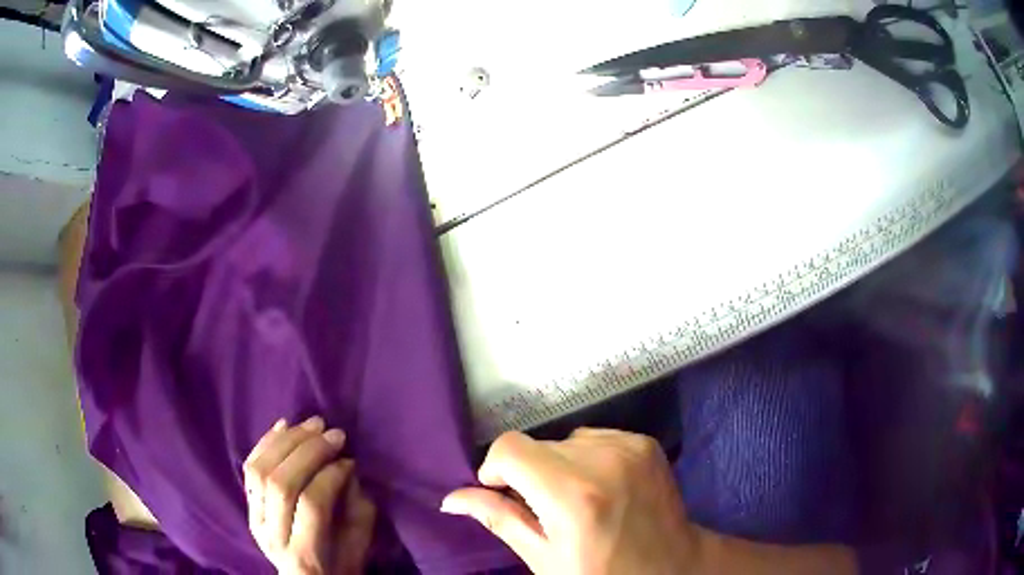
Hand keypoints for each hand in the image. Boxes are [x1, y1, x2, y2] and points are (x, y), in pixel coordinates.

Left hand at [244, 417, 376, 574]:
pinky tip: (285, 425)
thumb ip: (357, 511)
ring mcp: (254, 519)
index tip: (351, 461)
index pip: (312, 504)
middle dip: (309, 452)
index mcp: (305, 555)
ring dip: (287, 441)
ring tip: (312, 425)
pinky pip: (250, 467)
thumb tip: (346, 469)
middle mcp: (272, 536)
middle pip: (281, 483)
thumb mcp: (359, 549)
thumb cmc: (339, 568)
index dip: (331, 476)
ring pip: (260, 471)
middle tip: (334, 434)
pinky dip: (266, 442)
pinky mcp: (248, 506)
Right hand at [441, 428, 701, 574]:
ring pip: (565, 441)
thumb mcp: (543, 558)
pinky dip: (587, 459)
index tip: (505, 494)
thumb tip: (451, 498)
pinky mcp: (645, 442)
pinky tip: (603, 488)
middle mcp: (602, 459)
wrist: (672, 567)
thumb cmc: (600, 573)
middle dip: (529, 473)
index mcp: (572, 494)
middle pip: (536, 445)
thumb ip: (498, 519)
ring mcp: (629, 446)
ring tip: (579, 500)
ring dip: (559, 465)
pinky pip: (595, 438)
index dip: (496, 469)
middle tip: (546, 509)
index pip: (509, 447)